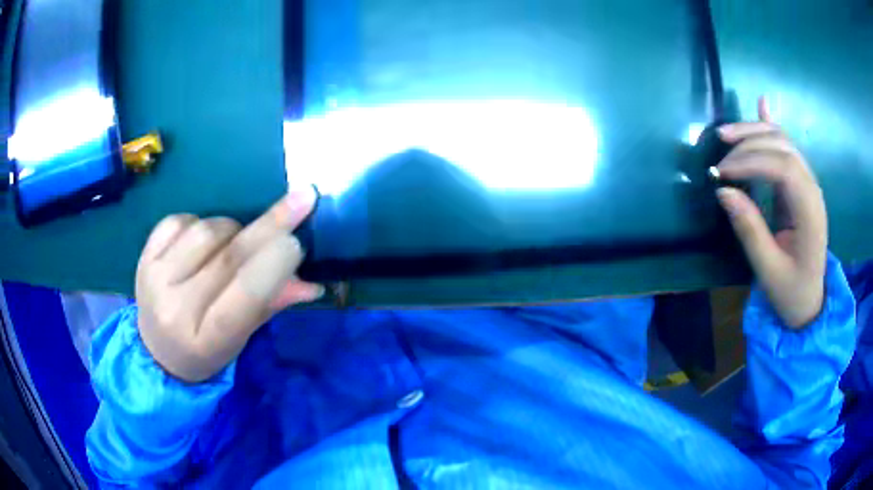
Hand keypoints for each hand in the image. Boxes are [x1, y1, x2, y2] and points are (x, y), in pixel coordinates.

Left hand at [135, 187, 323, 381]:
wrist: (157, 352)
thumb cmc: (205, 350)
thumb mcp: (241, 338)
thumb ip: (271, 304)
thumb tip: (312, 282)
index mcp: (207, 339)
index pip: (244, 296)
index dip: (273, 265)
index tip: (298, 240)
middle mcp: (176, 308)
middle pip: (228, 257)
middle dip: (269, 226)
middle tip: (300, 200)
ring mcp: (155, 279)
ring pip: (206, 231)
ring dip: (231, 229)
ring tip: (232, 245)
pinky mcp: (144, 257)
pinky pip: (179, 220)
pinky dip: (199, 222)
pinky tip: (201, 240)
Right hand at [716, 96, 826, 328]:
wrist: (809, 299)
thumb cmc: (791, 291)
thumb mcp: (768, 270)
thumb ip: (750, 230)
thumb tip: (723, 192)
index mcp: (810, 212)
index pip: (784, 168)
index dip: (752, 162)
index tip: (723, 172)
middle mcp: (812, 189)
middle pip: (783, 146)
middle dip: (750, 142)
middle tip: (720, 152)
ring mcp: (808, 183)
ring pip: (783, 141)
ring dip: (754, 132)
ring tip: (725, 135)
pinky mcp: (800, 184)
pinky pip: (786, 148)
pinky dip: (771, 126)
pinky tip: (762, 104)